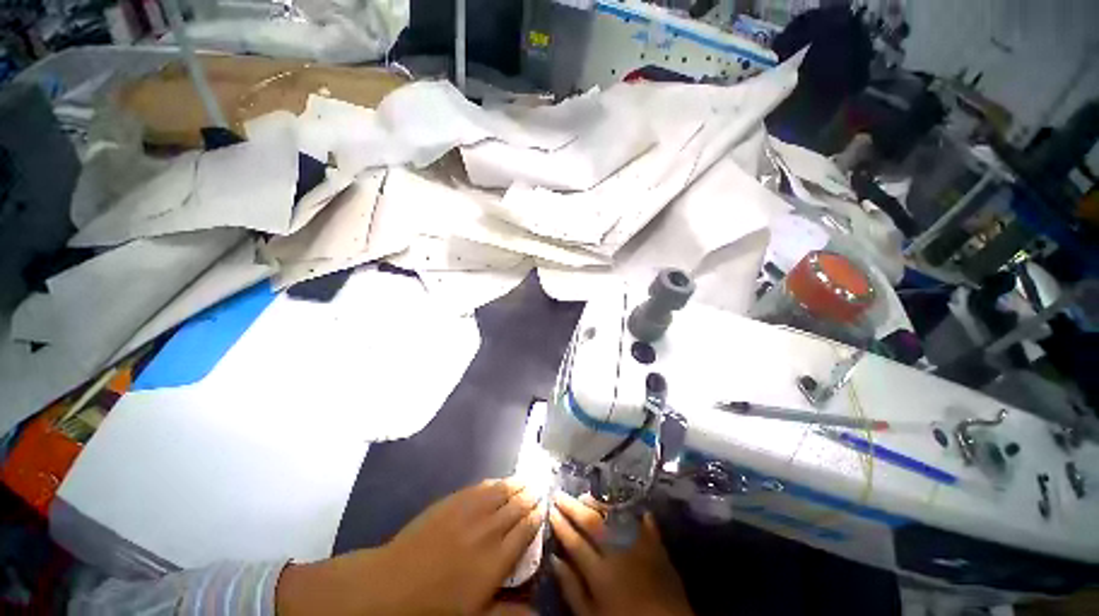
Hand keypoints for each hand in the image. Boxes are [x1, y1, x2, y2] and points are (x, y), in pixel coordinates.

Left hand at [277, 478, 543, 615]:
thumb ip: (509, 611)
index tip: (543, 508)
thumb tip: (538, 613)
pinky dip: (494, 482)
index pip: (526, 530)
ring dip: (516, 484)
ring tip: (526, 479)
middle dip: (529, 497)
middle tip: (539, 489)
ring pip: (501, 492)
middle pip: (516, 506)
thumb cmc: (434, 608)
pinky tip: (499, 481)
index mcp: (497, 558)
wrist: (392, 584)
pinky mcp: (453, 501)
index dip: (536, 517)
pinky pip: (481, 487)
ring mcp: (470, 511)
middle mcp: (489, 529)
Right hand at [550, 493, 691, 615]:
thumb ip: (572, 589)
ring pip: (615, 516)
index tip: (550, 510)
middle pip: (592, 523)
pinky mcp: (658, 546)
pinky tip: (624, 503)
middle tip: (559, 494)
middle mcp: (619, 552)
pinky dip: (633, 511)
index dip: (561, 524)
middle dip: (573, 507)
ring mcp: (640, 546)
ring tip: (584, 495)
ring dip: (598, 503)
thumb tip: (555, 560)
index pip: (575, 542)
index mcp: (600, 573)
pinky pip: (643, 521)